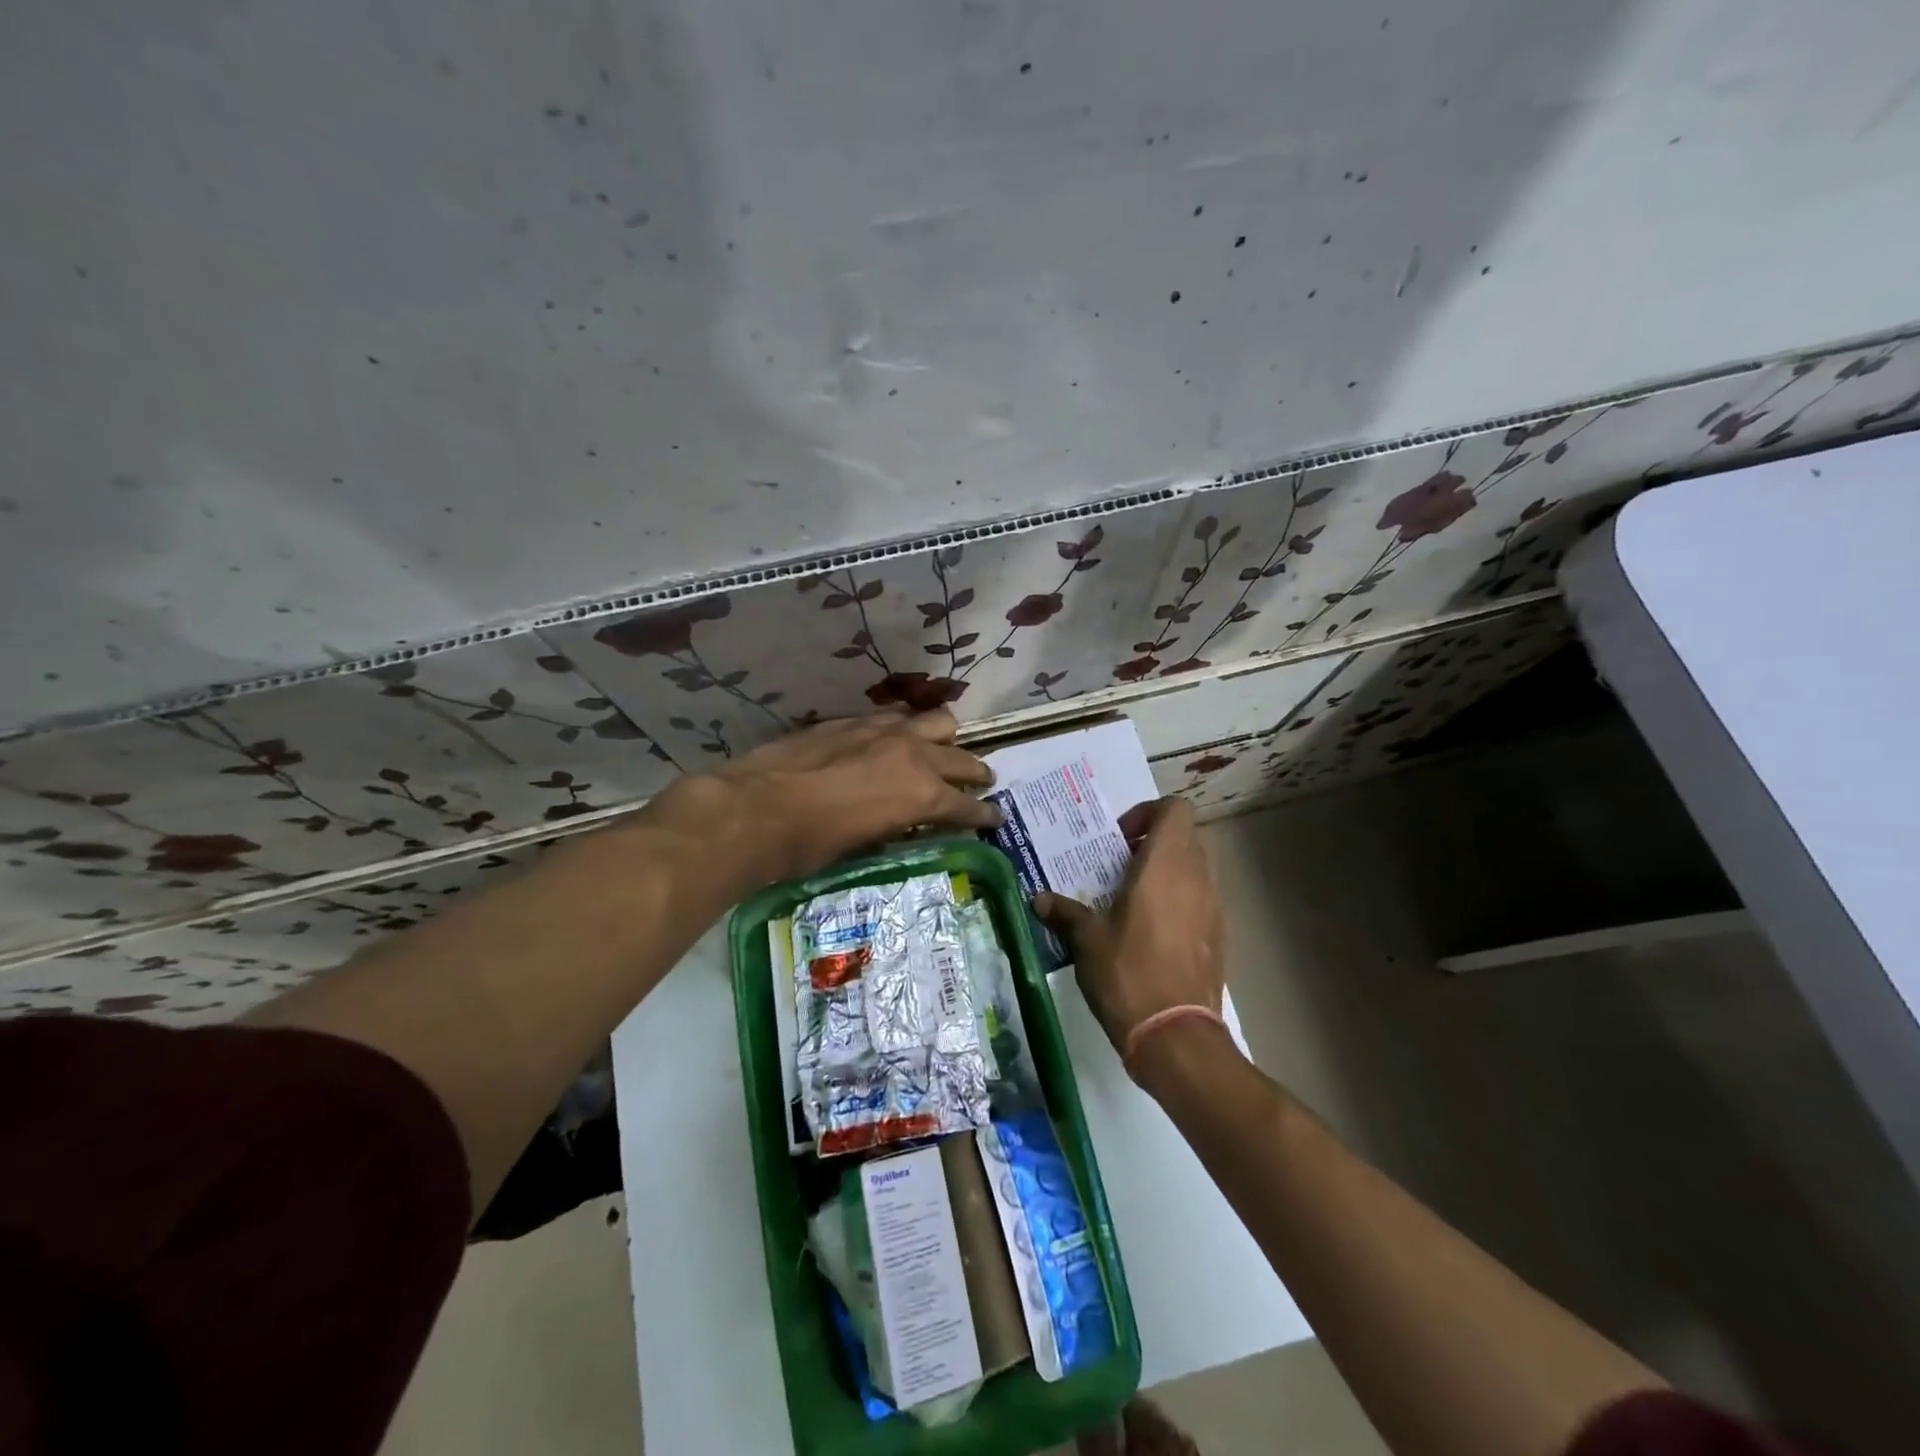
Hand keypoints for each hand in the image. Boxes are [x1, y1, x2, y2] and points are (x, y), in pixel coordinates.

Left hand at [646, 708, 1000, 886]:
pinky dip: (907, 729)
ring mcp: (883, 731)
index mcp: (921, 794)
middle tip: (982, 782)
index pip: (967, 805)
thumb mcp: (864, 845)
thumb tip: (905, 821)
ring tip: (945, 750)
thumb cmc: (809, 846)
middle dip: (976, 773)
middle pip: (961, 759)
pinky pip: (895, 718)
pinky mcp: (854, 721)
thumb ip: (895, 825)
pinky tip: (897, 738)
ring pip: (936, 722)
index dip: (984, 814)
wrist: (754, 810)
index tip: (994, 817)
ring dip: (947, 740)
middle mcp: (913, 755)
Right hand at [1034, 797, 1224, 1054]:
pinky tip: (1152, 934)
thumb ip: (1064, 912)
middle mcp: (1197, 877)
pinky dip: (1180, 902)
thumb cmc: (1127, 972)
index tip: (1119, 841)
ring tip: (1133, 902)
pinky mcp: (1221, 937)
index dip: (1147, 814)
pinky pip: (1201, 901)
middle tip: (1118, 869)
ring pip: (1195, 869)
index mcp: (1165, 864)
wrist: (1176, 1035)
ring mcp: (1214, 908)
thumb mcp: (1086, 939)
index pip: (1175, 809)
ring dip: (1166, 874)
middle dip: (1152, 844)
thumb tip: (1038, 899)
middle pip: (1184, 838)